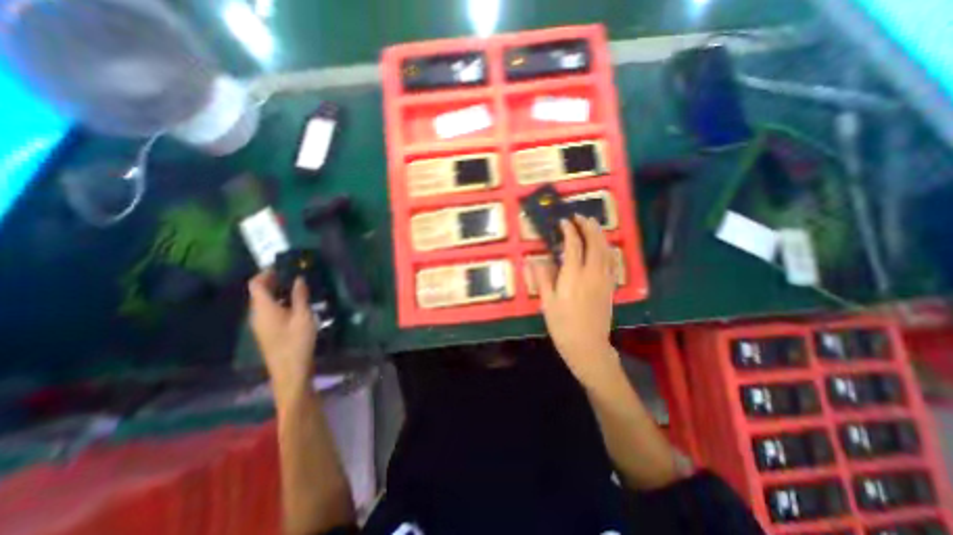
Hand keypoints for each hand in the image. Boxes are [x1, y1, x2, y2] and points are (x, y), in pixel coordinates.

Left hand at [246, 271, 316, 399]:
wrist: (290, 371)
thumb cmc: (297, 341)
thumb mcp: (303, 316)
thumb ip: (300, 296)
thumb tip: (298, 278)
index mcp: (263, 308)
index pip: (256, 284)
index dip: (267, 272)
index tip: (283, 265)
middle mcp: (257, 314)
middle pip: (259, 292)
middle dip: (274, 280)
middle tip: (294, 273)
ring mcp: (261, 324)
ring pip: (266, 302)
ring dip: (279, 291)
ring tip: (299, 286)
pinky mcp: (268, 331)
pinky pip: (270, 310)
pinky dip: (281, 302)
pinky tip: (297, 304)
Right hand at [529, 215, 618, 386]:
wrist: (587, 345)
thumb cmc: (562, 325)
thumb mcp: (547, 302)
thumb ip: (542, 278)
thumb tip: (534, 259)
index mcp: (573, 276)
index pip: (573, 245)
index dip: (568, 231)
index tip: (563, 222)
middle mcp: (591, 273)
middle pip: (594, 242)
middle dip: (588, 226)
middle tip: (580, 216)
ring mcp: (604, 279)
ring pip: (606, 250)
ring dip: (600, 234)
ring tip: (592, 224)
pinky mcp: (610, 286)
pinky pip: (612, 261)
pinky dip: (608, 248)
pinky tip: (604, 246)